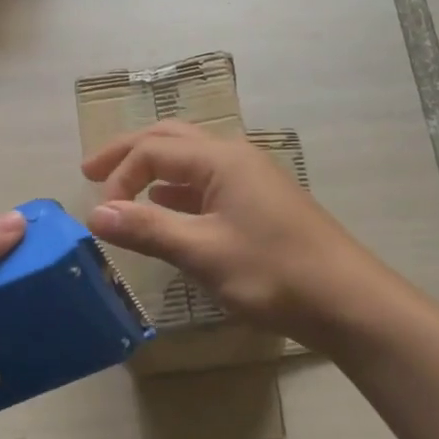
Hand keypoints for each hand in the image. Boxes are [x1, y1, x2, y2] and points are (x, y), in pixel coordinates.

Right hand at [82, 121, 385, 340]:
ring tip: (121, 187)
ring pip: (190, 158)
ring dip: (153, 167)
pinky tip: (166, 208)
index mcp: (220, 158)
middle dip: (128, 152)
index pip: (153, 150)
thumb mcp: (203, 252)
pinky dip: (177, 188)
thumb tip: (95, 214)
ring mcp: (250, 176)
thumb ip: (147, 229)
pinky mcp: (260, 200)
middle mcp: (234, 156)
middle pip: (170, 138)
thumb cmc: (273, 272)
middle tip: (90, 170)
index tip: (101, 216)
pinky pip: (207, 180)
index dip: (119, 177)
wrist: (347, 300)